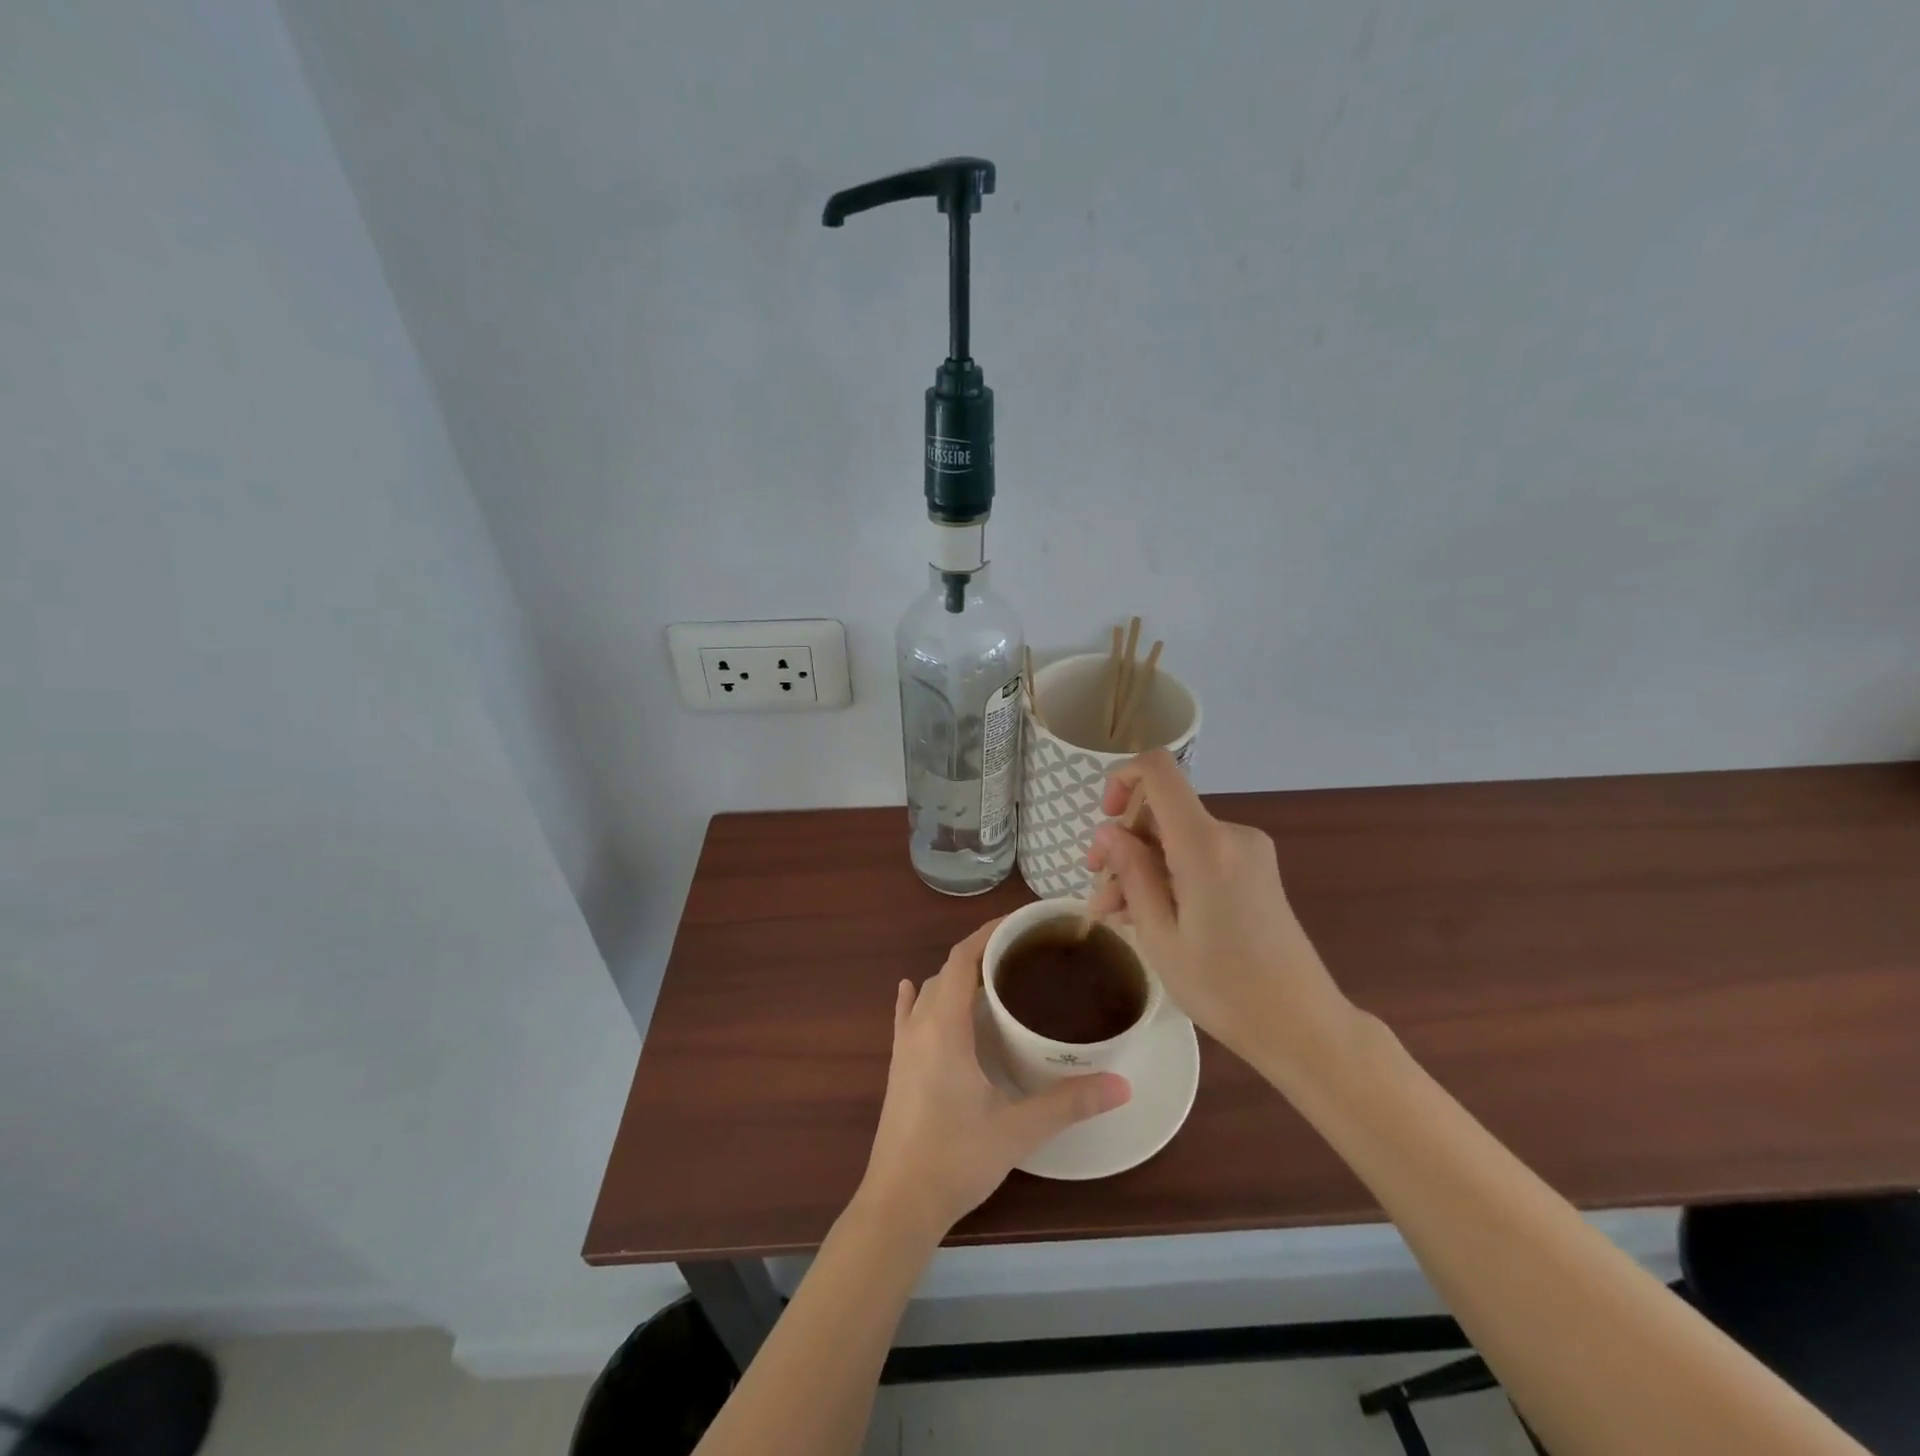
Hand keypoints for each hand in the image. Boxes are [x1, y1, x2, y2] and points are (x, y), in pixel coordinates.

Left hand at [858, 918, 1130, 1242]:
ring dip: (955, 977)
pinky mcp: (897, 1068)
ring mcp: (903, 1047)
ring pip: (928, 992)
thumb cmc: (956, 1159)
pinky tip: (912, 990)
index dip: (988, 934)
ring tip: (992, 977)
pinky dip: (916, 998)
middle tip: (1022, 954)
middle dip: (980, 953)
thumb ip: (1069, 1103)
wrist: (898, 1204)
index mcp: (945, 1028)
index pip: (963, 959)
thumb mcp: (1018, 1129)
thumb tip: (1122, 1085)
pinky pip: (905, 1017)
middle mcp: (920, 1027)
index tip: (1020, 924)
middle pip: (947, 971)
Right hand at [1085, 749, 1352, 1074]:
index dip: (1123, 778)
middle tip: (1098, 891)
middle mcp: (1231, 834)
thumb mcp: (1160, 934)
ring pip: (1176, 838)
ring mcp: (1248, 851)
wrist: (1302, 1025)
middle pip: (1163, 810)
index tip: (1105, 820)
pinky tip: (1147, 913)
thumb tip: (1108, 830)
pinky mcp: (1255, 870)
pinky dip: (1168, 875)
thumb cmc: (1223, 987)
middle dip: (1124, 843)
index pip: (1159, 770)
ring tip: (1115, 914)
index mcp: (1206, 844)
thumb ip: (1132, 873)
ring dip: (1142, 867)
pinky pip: (1198, 854)